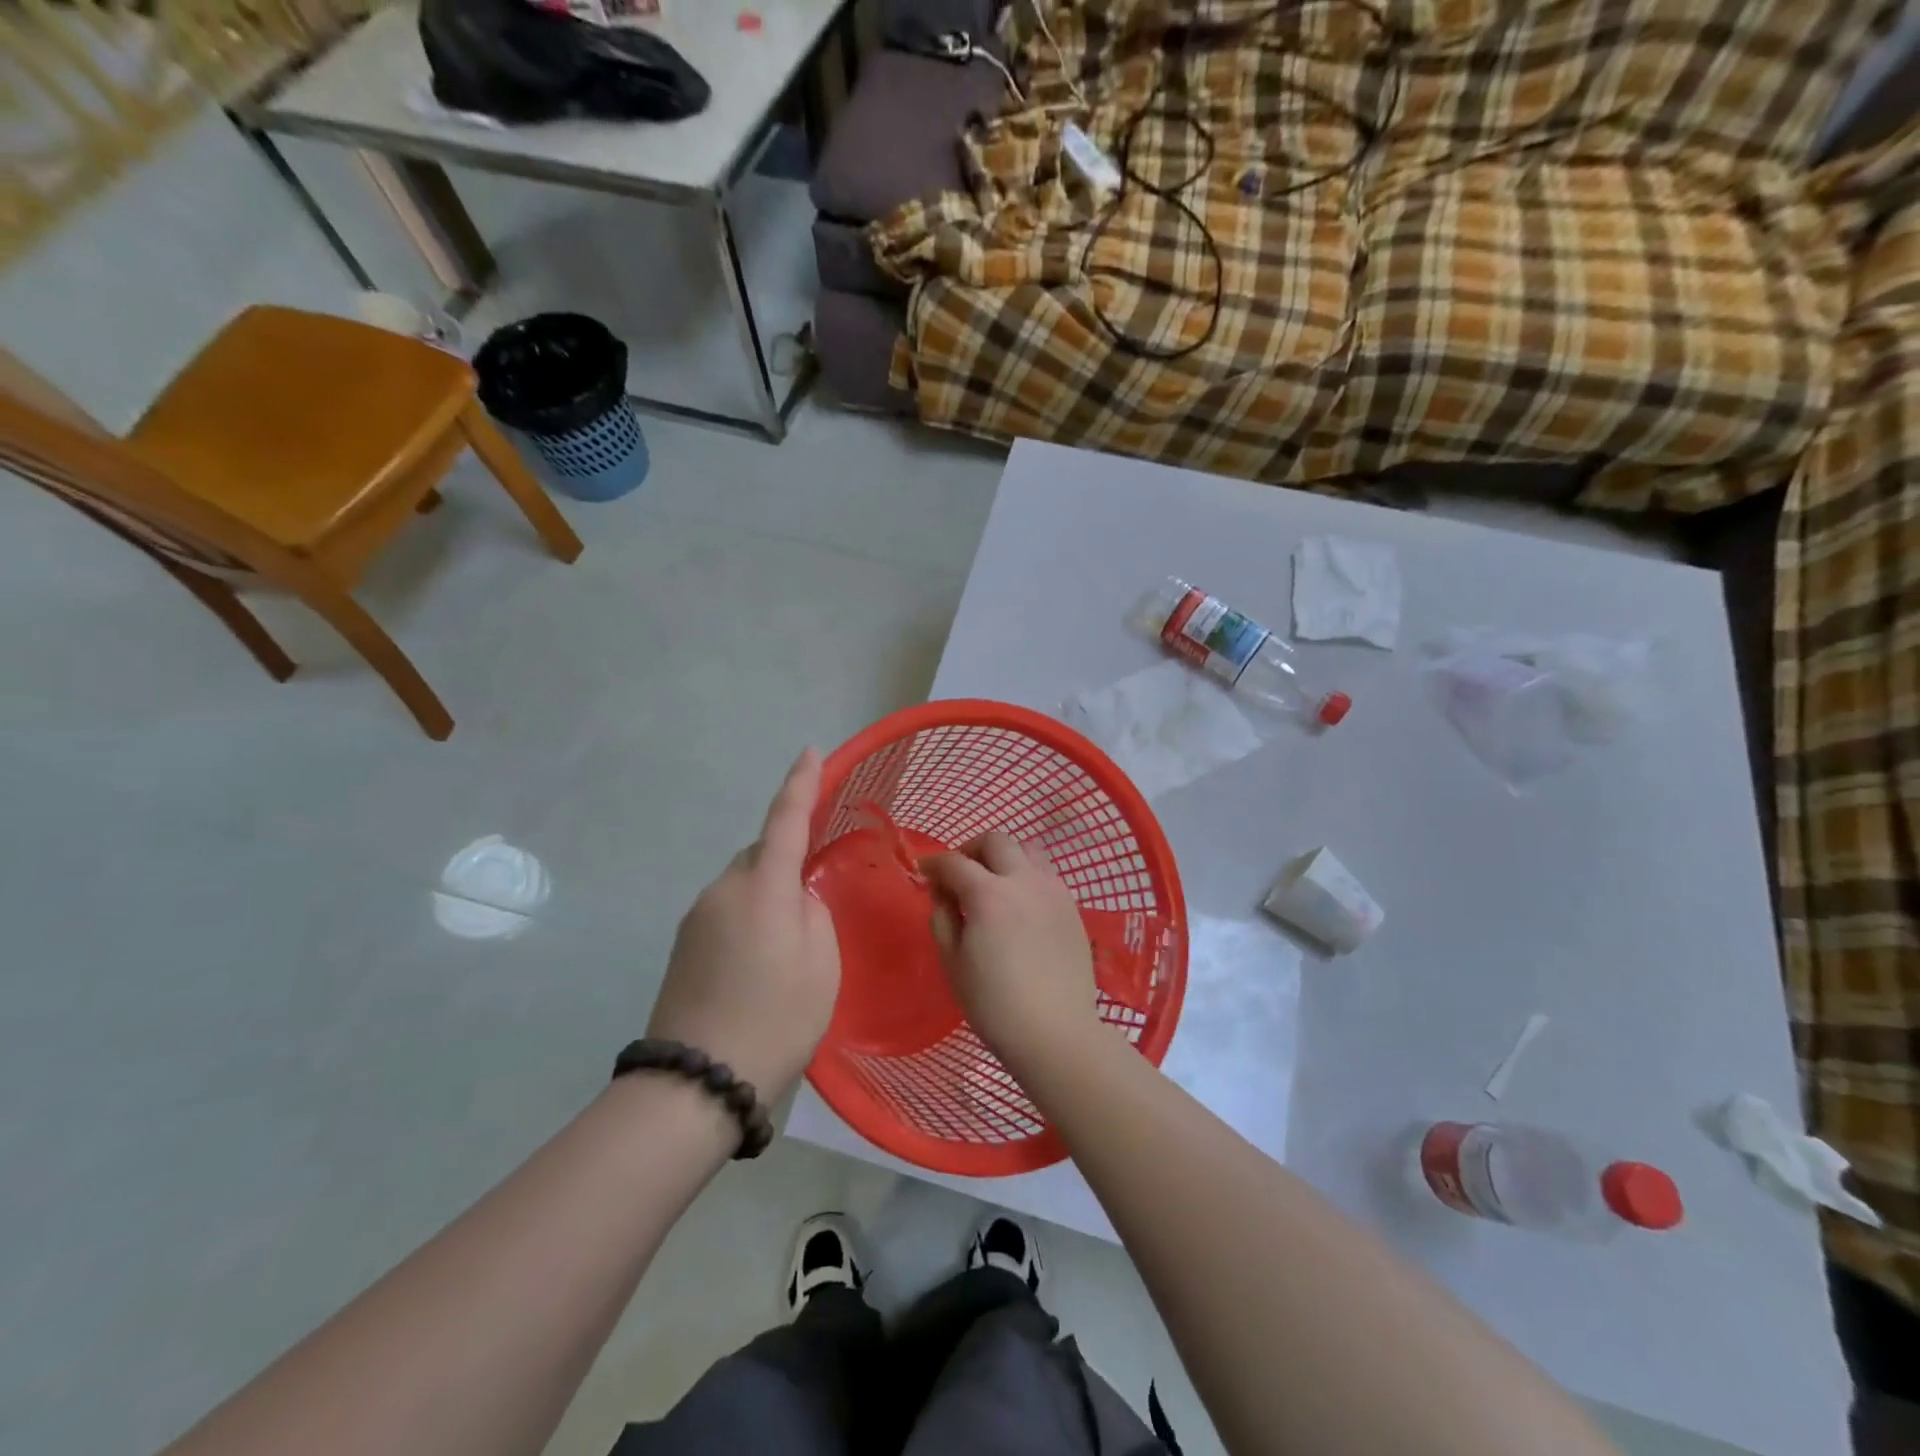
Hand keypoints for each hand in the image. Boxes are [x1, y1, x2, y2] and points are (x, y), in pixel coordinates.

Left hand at [647, 749, 840, 1101]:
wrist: (697, 1083)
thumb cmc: (776, 1019)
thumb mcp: (821, 965)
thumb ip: (814, 914)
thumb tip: (795, 899)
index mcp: (762, 886)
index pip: (785, 819)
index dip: (800, 783)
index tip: (810, 751)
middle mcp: (722, 889)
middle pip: (760, 854)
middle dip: (786, 859)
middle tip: (813, 899)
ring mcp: (697, 917)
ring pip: (743, 884)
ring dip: (768, 895)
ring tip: (790, 945)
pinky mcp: (683, 944)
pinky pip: (727, 910)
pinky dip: (750, 918)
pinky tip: (761, 962)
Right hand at [921, 832, 1101, 1077]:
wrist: (1055, 1032)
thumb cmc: (994, 1004)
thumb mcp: (953, 962)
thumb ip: (943, 918)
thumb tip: (943, 894)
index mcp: (989, 894)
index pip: (955, 862)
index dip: (935, 863)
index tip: (925, 872)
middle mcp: (1024, 881)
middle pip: (996, 841)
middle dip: (971, 849)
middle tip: (960, 874)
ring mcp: (1054, 891)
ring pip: (1028, 849)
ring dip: (1005, 857)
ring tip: (994, 884)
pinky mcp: (1072, 907)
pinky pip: (1046, 874)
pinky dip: (1027, 876)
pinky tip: (1020, 905)